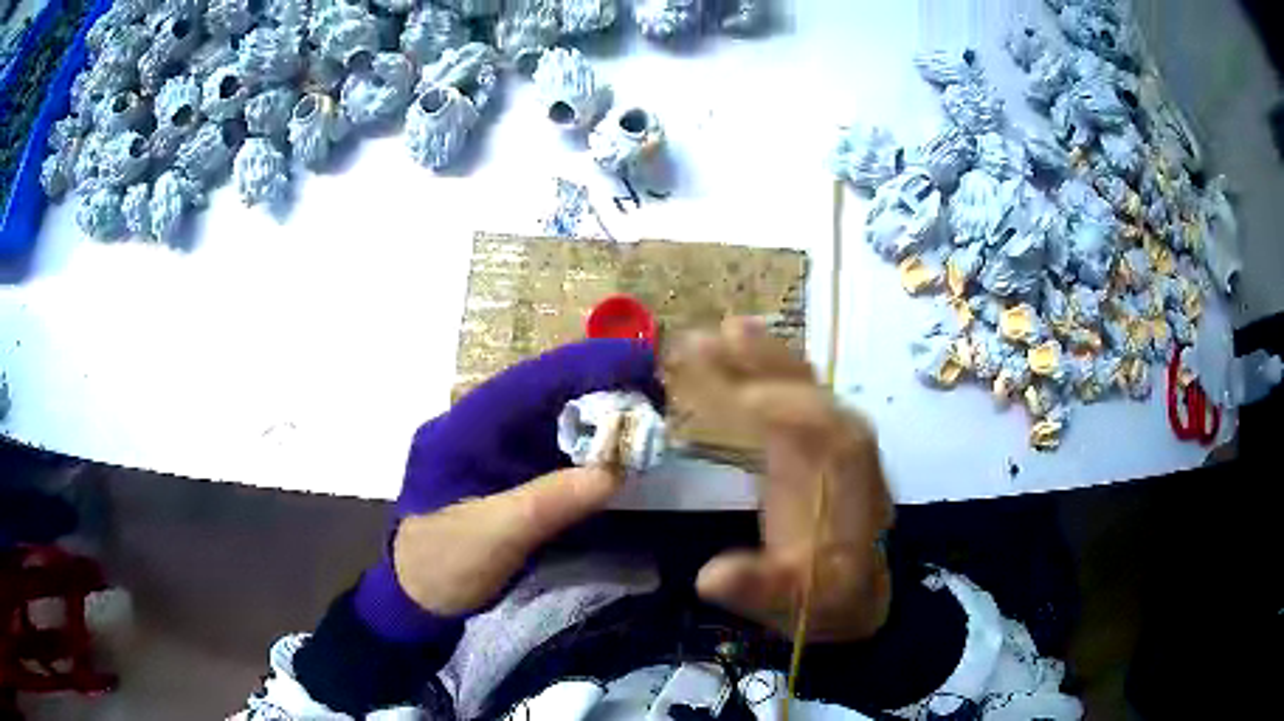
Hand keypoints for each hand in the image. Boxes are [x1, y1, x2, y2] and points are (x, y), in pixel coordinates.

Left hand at [391, 339, 660, 615]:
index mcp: (463, 428)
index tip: (640, 362)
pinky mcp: (509, 476)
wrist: (418, 600)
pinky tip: (619, 452)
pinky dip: (588, 449)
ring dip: (599, 415)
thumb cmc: (442, 565)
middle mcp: (480, 428)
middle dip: (600, 387)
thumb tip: (617, 469)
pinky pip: (555, 451)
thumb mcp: (492, 536)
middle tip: (657, 392)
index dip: (585, 366)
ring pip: (554, 419)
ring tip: (649, 415)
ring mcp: (494, 452)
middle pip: (546, 394)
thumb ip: (549, 501)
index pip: (529, 381)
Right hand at [672, 319, 894, 642]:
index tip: (715, 388)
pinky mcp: (822, 440)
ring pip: (799, 382)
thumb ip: (757, 586)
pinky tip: (742, 350)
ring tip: (717, 331)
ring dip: (760, 356)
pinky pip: (794, 393)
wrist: (856, 594)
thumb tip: (711, 576)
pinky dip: (767, 371)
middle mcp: (844, 441)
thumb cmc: (823, 595)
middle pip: (801, 388)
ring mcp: (835, 434)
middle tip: (700, 340)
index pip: (806, 424)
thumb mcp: (791, 600)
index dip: (764, 404)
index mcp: (840, 475)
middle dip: (756, 362)